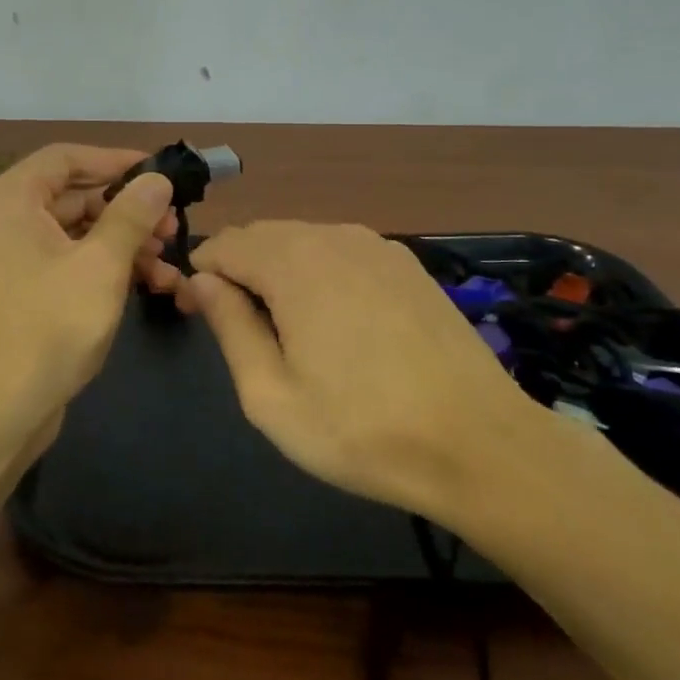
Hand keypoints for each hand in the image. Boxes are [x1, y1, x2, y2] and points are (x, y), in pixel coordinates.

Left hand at [0, 144, 181, 453]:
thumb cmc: (48, 326)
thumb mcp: (100, 265)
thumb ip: (131, 215)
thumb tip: (157, 180)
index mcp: (11, 199)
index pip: (67, 157)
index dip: (116, 160)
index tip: (161, 174)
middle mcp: (7, 219)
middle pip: (76, 195)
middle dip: (129, 210)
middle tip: (174, 226)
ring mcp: (14, 257)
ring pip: (79, 232)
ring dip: (125, 243)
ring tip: (169, 262)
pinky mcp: (25, 290)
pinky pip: (70, 261)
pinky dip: (107, 267)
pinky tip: (150, 284)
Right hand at [183, 222, 558, 524]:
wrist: (480, 445)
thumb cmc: (362, 429)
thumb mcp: (271, 396)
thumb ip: (229, 328)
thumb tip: (203, 281)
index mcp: (294, 263)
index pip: (224, 245)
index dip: (201, 276)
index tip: (199, 315)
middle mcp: (333, 237)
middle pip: (262, 235)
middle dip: (238, 269)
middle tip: (238, 326)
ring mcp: (377, 246)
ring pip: (303, 239)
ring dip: (279, 270)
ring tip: (286, 327)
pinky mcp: (407, 264)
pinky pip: (342, 250)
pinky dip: (320, 271)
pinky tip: (337, 320)